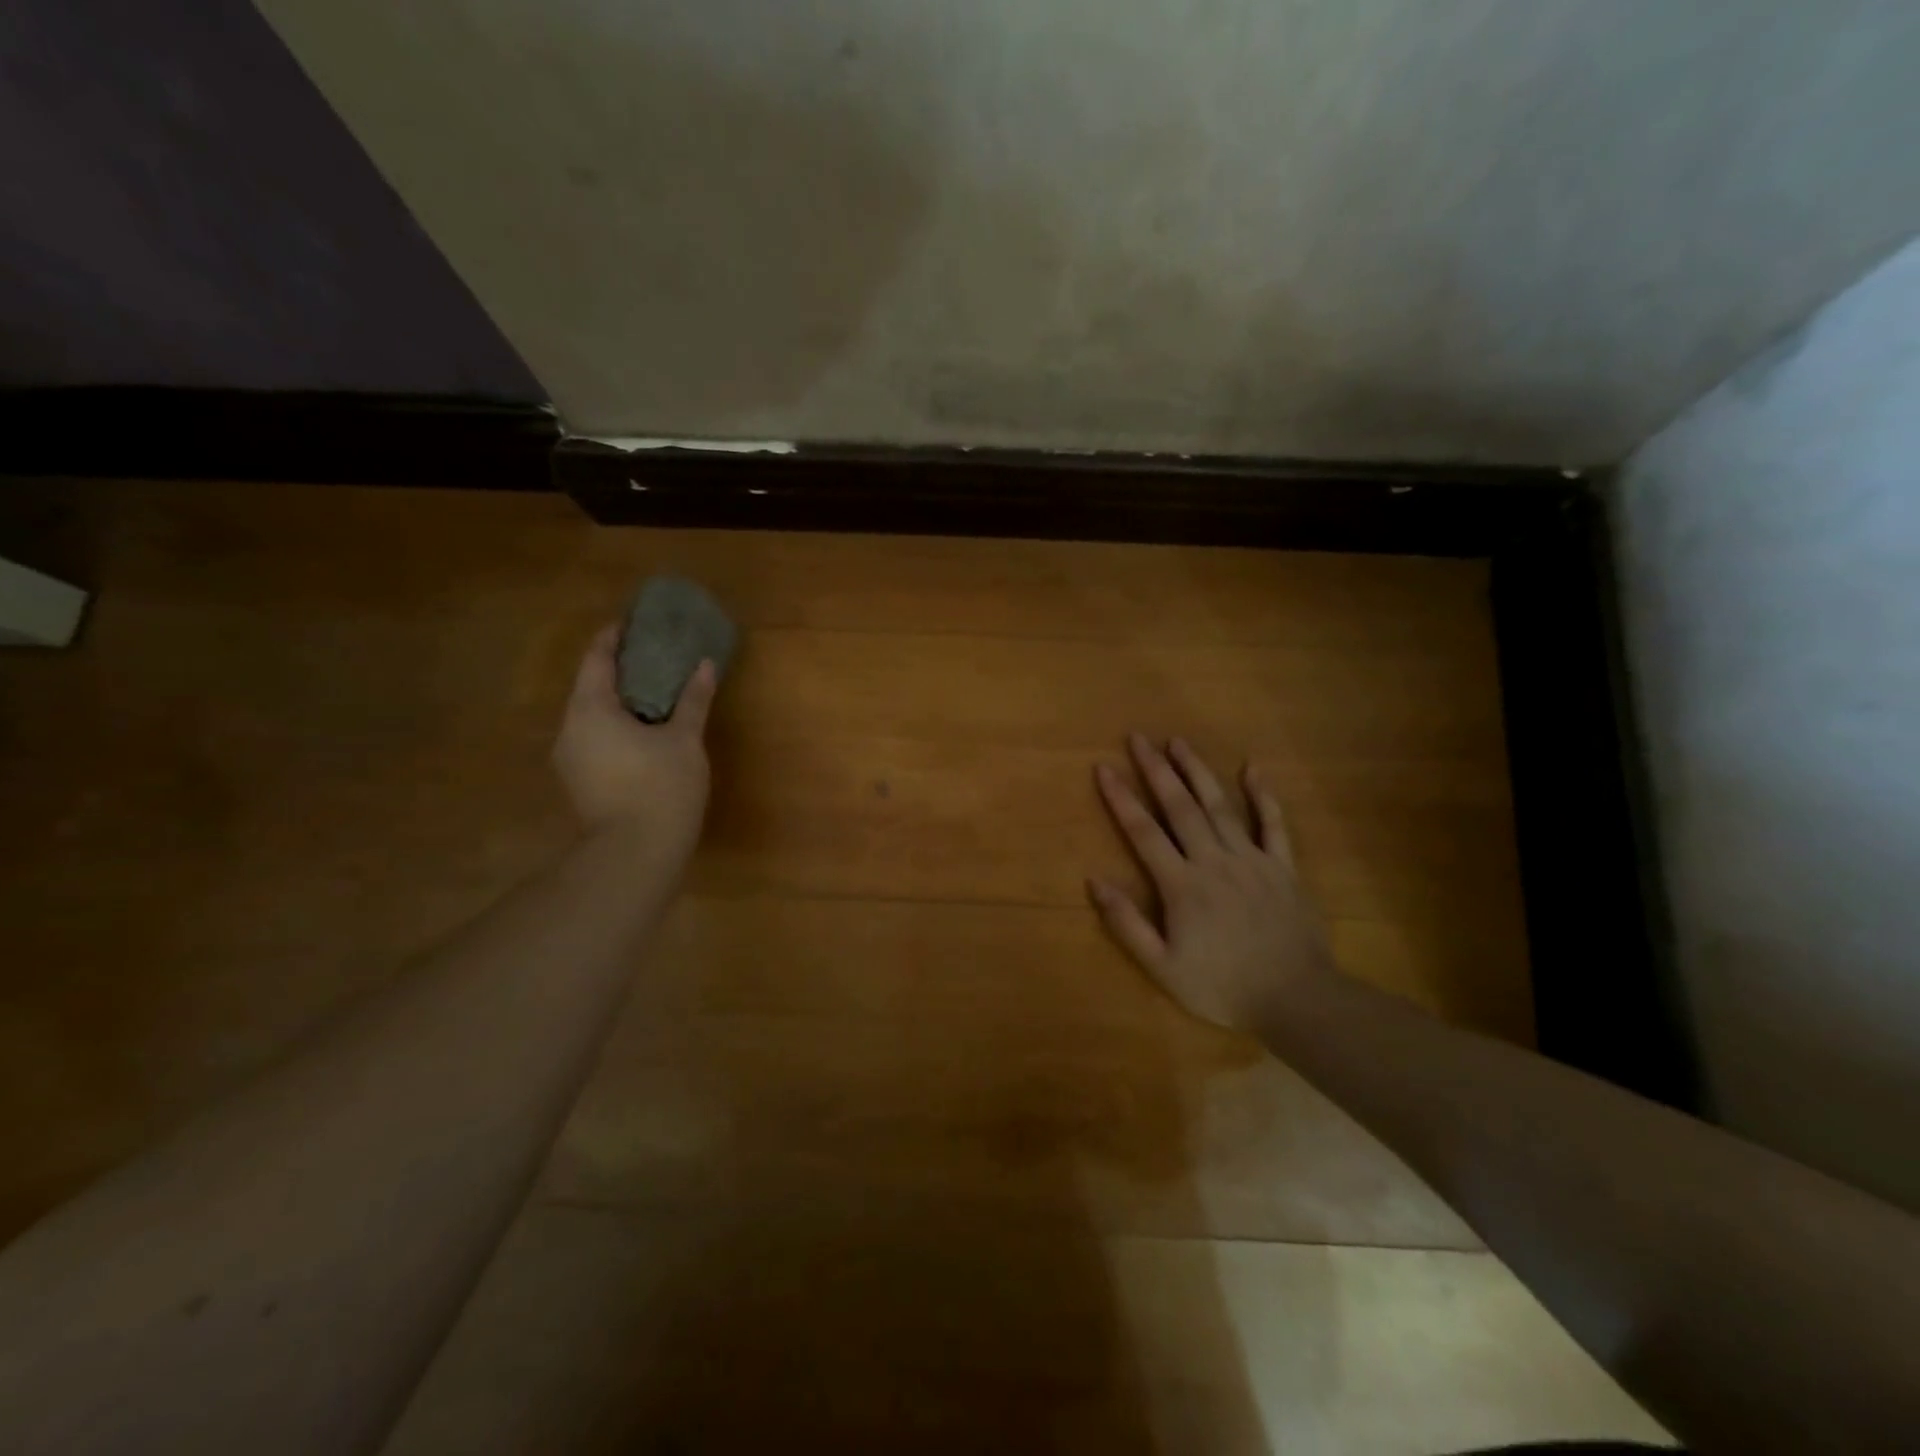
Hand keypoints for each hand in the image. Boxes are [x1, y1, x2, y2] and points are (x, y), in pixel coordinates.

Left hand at [552, 624, 716, 863]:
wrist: (635, 853)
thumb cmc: (661, 787)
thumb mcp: (684, 739)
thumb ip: (693, 700)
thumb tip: (705, 665)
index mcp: (590, 709)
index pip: (596, 659)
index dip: (614, 637)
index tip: (632, 623)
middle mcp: (570, 728)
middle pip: (591, 686)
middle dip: (620, 670)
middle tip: (652, 657)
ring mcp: (570, 758)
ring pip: (592, 716)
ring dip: (619, 701)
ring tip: (652, 693)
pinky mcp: (579, 782)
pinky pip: (595, 739)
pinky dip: (616, 726)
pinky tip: (644, 732)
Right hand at [1089, 733, 1338, 1033]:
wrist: (1298, 1000)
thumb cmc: (1223, 987)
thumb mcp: (1162, 967)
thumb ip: (1127, 923)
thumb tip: (1094, 881)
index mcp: (1182, 885)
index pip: (1144, 832)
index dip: (1121, 798)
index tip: (1104, 767)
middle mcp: (1214, 860)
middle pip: (1180, 807)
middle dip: (1156, 769)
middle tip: (1138, 737)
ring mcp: (1252, 860)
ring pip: (1220, 806)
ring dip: (1197, 771)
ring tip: (1178, 741)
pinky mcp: (1283, 868)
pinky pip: (1273, 824)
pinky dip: (1263, 795)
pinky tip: (1253, 768)